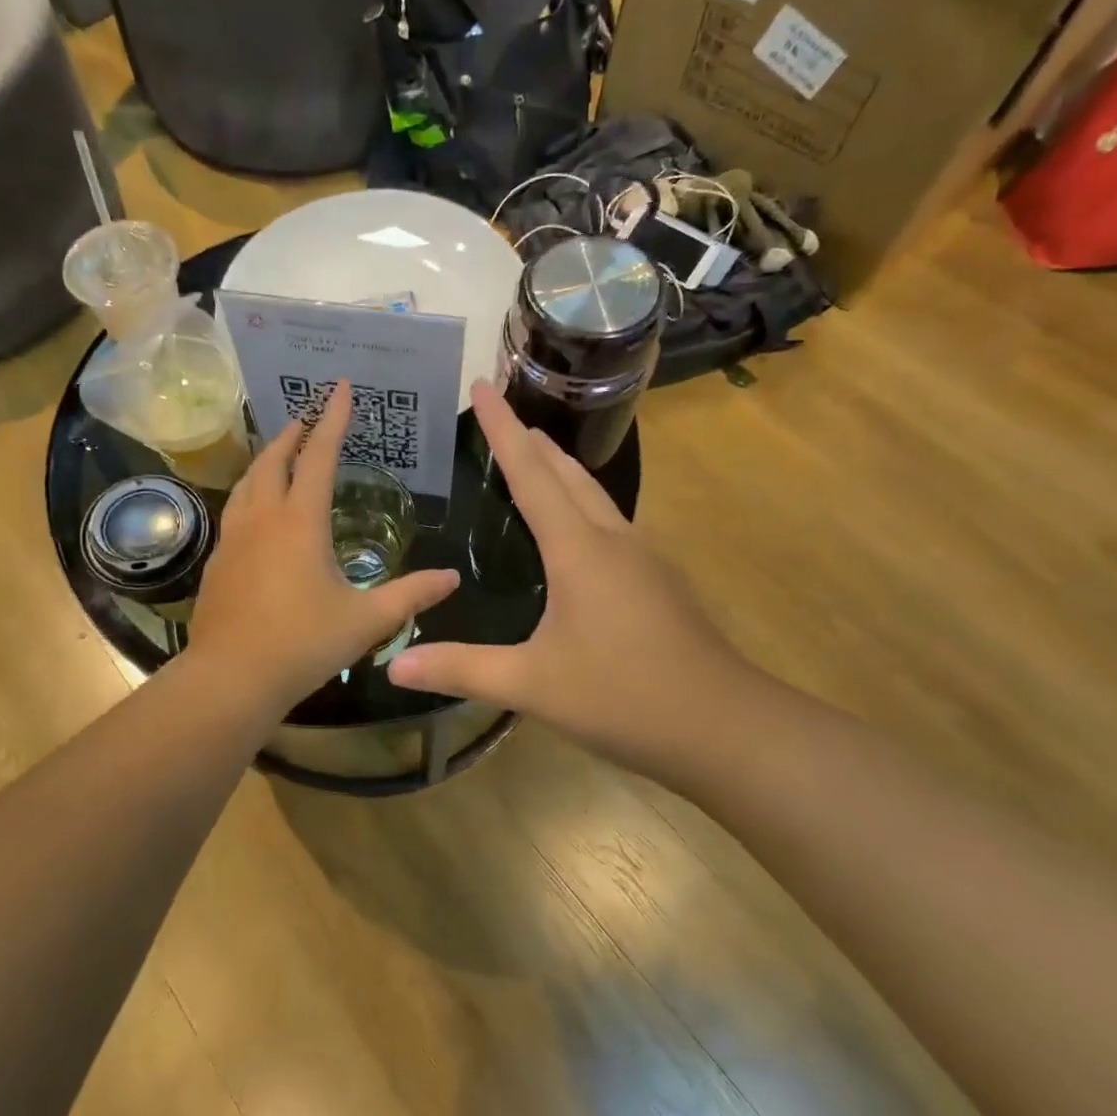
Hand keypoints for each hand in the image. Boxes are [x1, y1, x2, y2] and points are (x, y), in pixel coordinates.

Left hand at [188, 380, 459, 712]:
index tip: (340, 387)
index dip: (332, 419)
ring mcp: (234, 538)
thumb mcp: (366, 620)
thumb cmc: (302, 644)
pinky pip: (235, 510)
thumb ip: (411, 595)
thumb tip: (452, 578)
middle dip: (292, 433)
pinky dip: (251, 492)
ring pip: (248, 482)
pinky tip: (257, 510)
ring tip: (281, 453)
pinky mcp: (217, 560)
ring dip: (266, 459)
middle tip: (307, 417)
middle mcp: (263, 518)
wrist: (230, 678)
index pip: (319, 455)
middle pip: (274, 459)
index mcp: (300, 522)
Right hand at [387, 381, 767, 780]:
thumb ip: (461, 669)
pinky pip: (610, 523)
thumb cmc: (624, 696)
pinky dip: (581, 504)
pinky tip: (575, 530)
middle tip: (500, 414)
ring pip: (595, 495)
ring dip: (560, 469)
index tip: (481, 387)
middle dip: (531, 439)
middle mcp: (613, 539)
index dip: (502, 429)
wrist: (724, 727)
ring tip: (534, 455)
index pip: (531, 473)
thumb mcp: (532, 685)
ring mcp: (644, 558)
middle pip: (567, 473)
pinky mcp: (659, 581)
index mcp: (579, 549)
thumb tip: (392, 665)